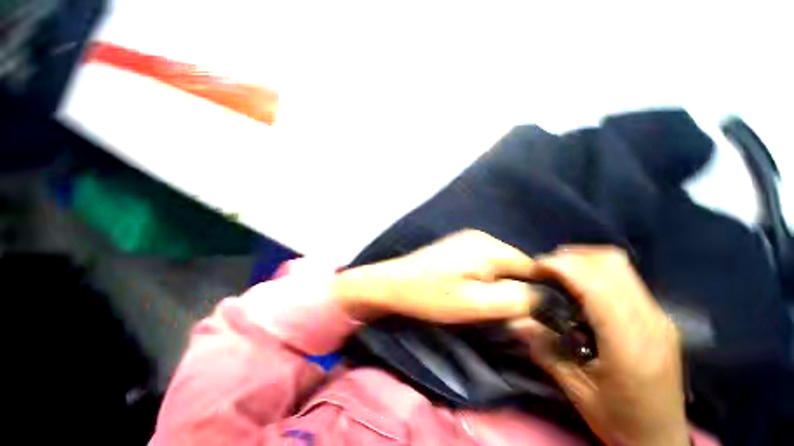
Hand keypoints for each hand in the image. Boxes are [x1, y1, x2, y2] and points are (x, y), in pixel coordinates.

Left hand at [335, 230, 540, 322]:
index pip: (531, 267)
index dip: (536, 290)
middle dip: (515, 287)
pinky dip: (485, 277)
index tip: (533, 312)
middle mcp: (481, 237)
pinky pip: (483, 262)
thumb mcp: (476, 303)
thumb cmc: (432, 295)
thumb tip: (547, 297)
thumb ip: (515, 299)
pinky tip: (471, 288)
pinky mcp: (456, 247)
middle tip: (503, 310)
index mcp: (489, 247)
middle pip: (514, 264)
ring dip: (498, 283)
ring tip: (485, 301)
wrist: (393, 284)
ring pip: (498, 264)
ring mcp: (467, 240)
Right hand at [511, 246, 688, 445]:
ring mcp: (659, 316)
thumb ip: (545, 351)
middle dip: (571, 257)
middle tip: (544, 267)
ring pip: (621, 265)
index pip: (596, 285)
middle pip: (612, 265)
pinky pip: (626, 276)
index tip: (535, 268)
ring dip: (584, 258)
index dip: (562, 267)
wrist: (661, 437)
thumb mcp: (577, 392)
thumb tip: (515, 321)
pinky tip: (581, 282)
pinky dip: (597, 269)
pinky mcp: (659, 316)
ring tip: (558, 269)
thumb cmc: (620, 421)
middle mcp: (651, 322)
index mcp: (631, 344)